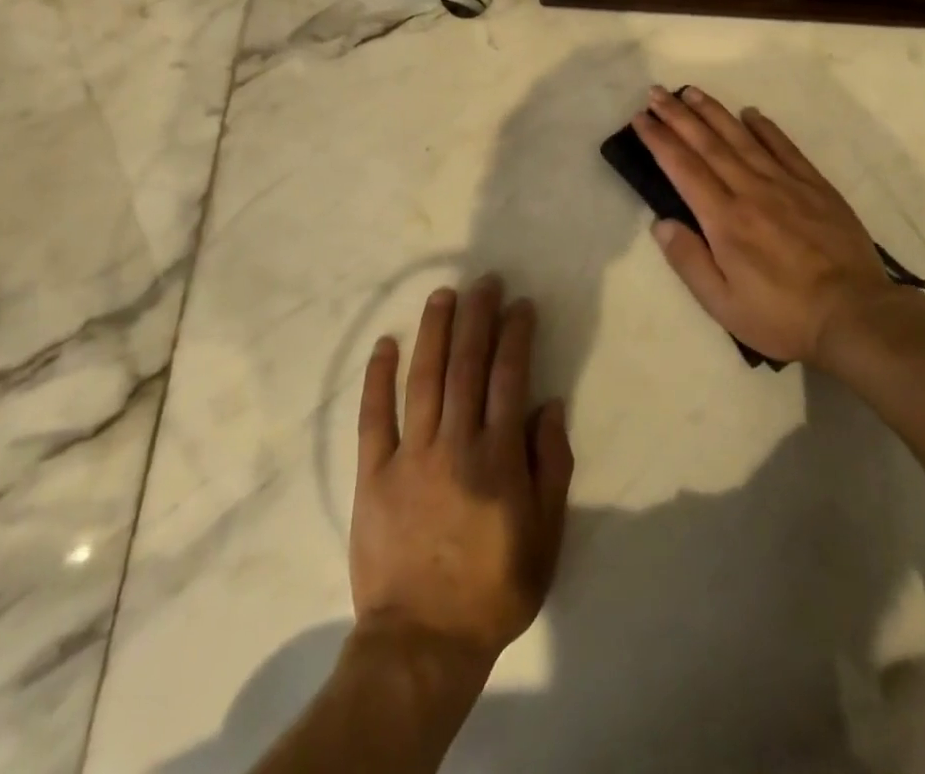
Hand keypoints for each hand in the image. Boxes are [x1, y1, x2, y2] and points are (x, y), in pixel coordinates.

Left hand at [351, 276, 573, 669]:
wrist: (422, 643)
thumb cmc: (494, 589)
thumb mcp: (546, 536)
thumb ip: (551, 466)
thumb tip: (548, 405)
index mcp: (499, 457)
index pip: (509, 376)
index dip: (515, 334)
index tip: (520, 304)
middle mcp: (456, 443)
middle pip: (467, 364)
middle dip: (477, 316)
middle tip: (484, 281)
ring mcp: (410, 455)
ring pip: (424, 378)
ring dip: (434, 331)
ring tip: (443, 295)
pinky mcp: (373, 473)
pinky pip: (373, 416)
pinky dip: (378, 377)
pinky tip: (385, 343)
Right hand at [632, 85, 889, 364]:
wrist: (855, 315)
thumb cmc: (782, 316)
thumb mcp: (723, 304)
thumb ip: (689, 260)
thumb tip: (661, 222)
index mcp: (725, 220)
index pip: (683, 168)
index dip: (659, 140)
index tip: (641, 118)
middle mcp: (751, 191)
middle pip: (708, 144)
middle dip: (678, 116)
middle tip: (656, 92)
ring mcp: (786, 184)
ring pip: (743, 138)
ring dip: (714, 112)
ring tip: (692, 92)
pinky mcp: (816, 187)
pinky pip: (786, 148)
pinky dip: (766, 128)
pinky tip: (752, 114)